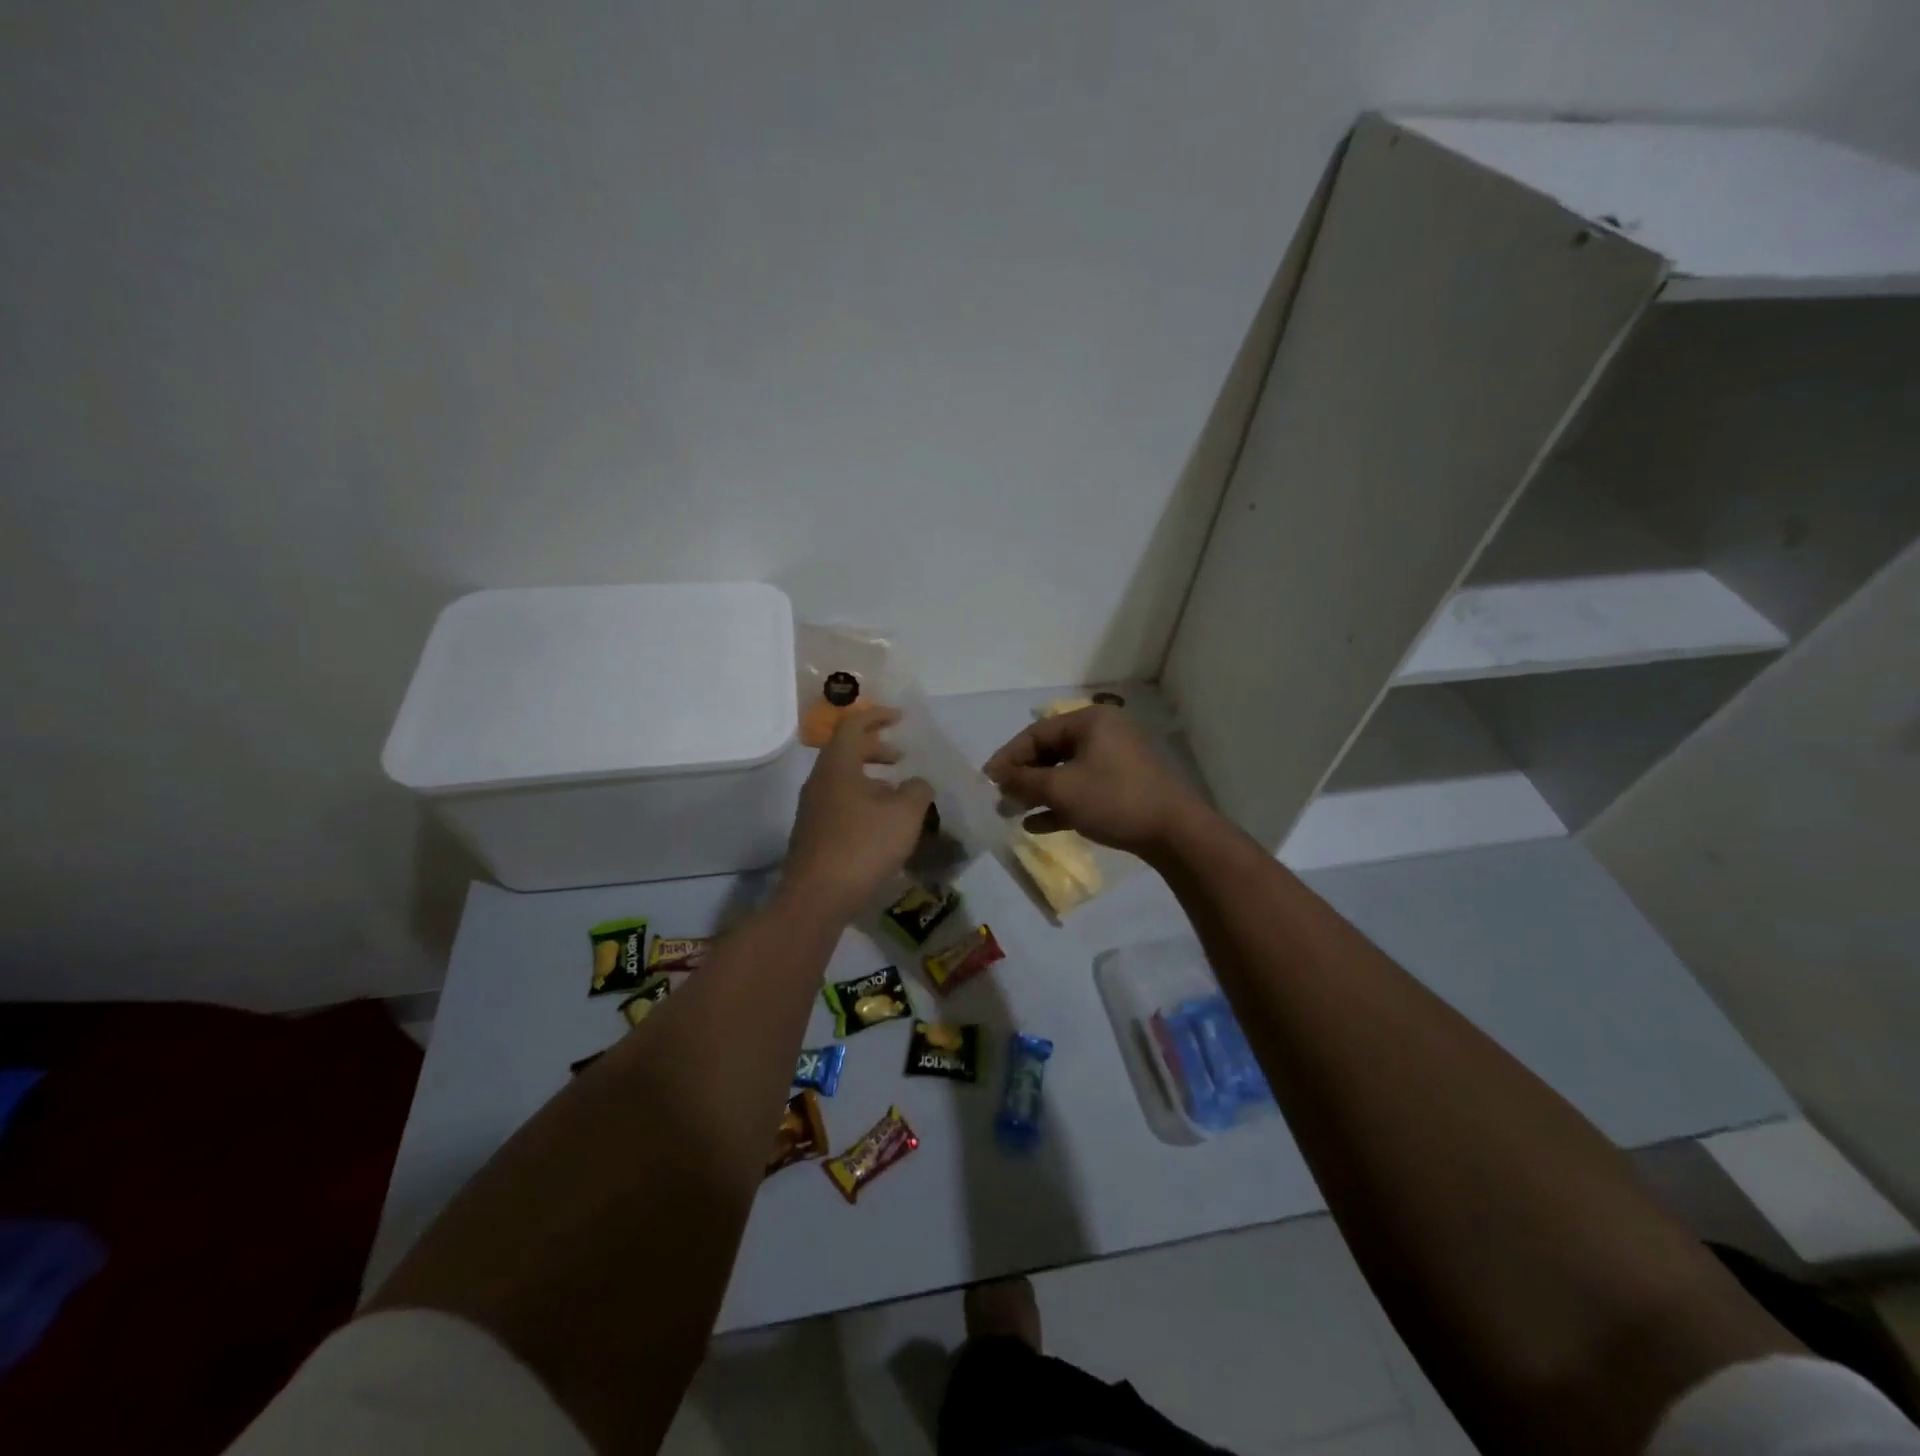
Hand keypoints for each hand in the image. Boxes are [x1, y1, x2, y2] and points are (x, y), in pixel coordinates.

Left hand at [785, 707, 933, 920]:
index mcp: (837, 766)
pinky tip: (882, 824)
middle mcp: (819, 781)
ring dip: (871, 778)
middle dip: (876, 748)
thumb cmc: (863, 846)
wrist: (817, 897)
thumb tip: (917, 783)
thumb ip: (917, 790)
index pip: (853, 726)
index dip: (878, 717)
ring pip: (843, 780)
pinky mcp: (814, 834)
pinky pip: (840, 803)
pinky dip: (863, 801)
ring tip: (898, 794)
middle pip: (846, 751)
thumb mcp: (904, 814)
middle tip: (901, 757)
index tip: (901, 719)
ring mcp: (812, 809)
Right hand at [983, 706, 1208, 858]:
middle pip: (1051, 752)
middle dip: (1023, 777)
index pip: (1037, 733)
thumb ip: (1024, 782)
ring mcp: (1115, 760)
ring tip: (1012, 813)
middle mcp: (1103, 733)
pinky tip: (1037, 825)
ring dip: (1038, 792)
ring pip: (1066, 772)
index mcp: (1090, 721)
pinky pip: (1082, 788)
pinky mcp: (1123, 785)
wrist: (1174, 832)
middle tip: (1000, 798)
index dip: (1008, 756)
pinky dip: (1060, 803)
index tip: (987, 780)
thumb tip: (999, 778)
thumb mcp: (1061, 789)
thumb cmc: (1113, 799)